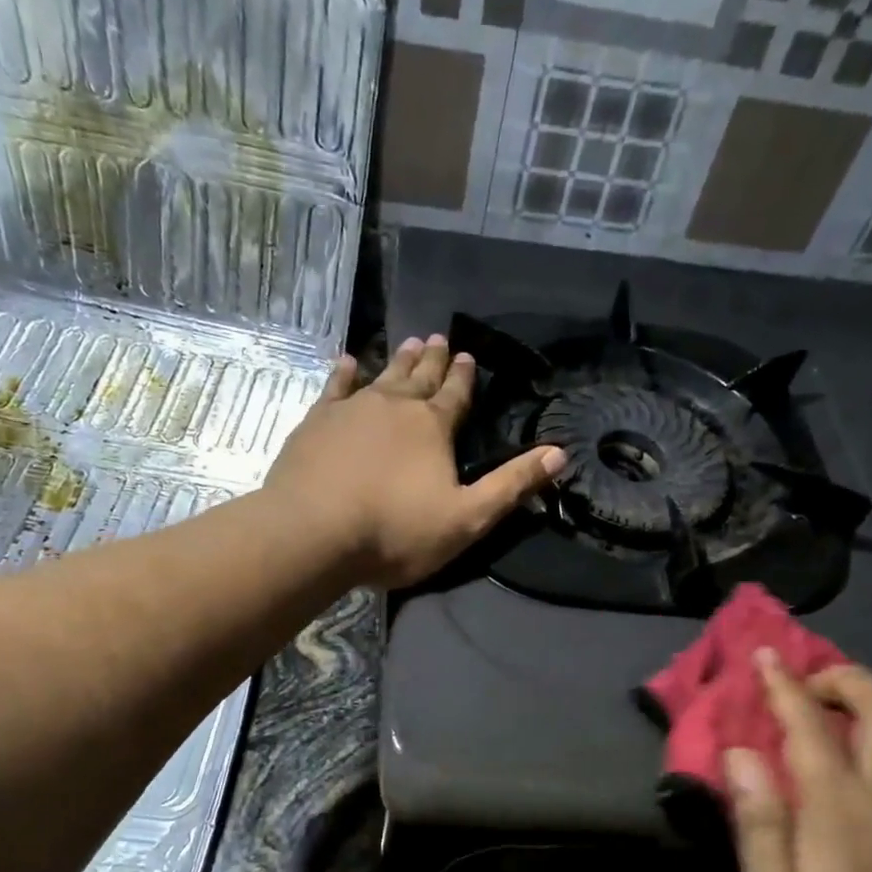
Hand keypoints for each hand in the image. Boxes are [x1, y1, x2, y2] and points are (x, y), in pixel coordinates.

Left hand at [266, 335, 566, 588]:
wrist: (312, 534)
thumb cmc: (394, 532)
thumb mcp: (467, 518)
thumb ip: (511, 485)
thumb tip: (559, 454)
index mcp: (433, 427)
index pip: (456, 394)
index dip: (465, 377)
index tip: (468, 356)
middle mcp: (395, 406)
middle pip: (420, 377)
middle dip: (433, 359)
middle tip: (439, 337)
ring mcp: (351, 409)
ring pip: (381, 375)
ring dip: (398, 359)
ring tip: (409, 342)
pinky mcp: (316, 422)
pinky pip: (334, 387)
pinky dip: (344, 373)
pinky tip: (347, 362)